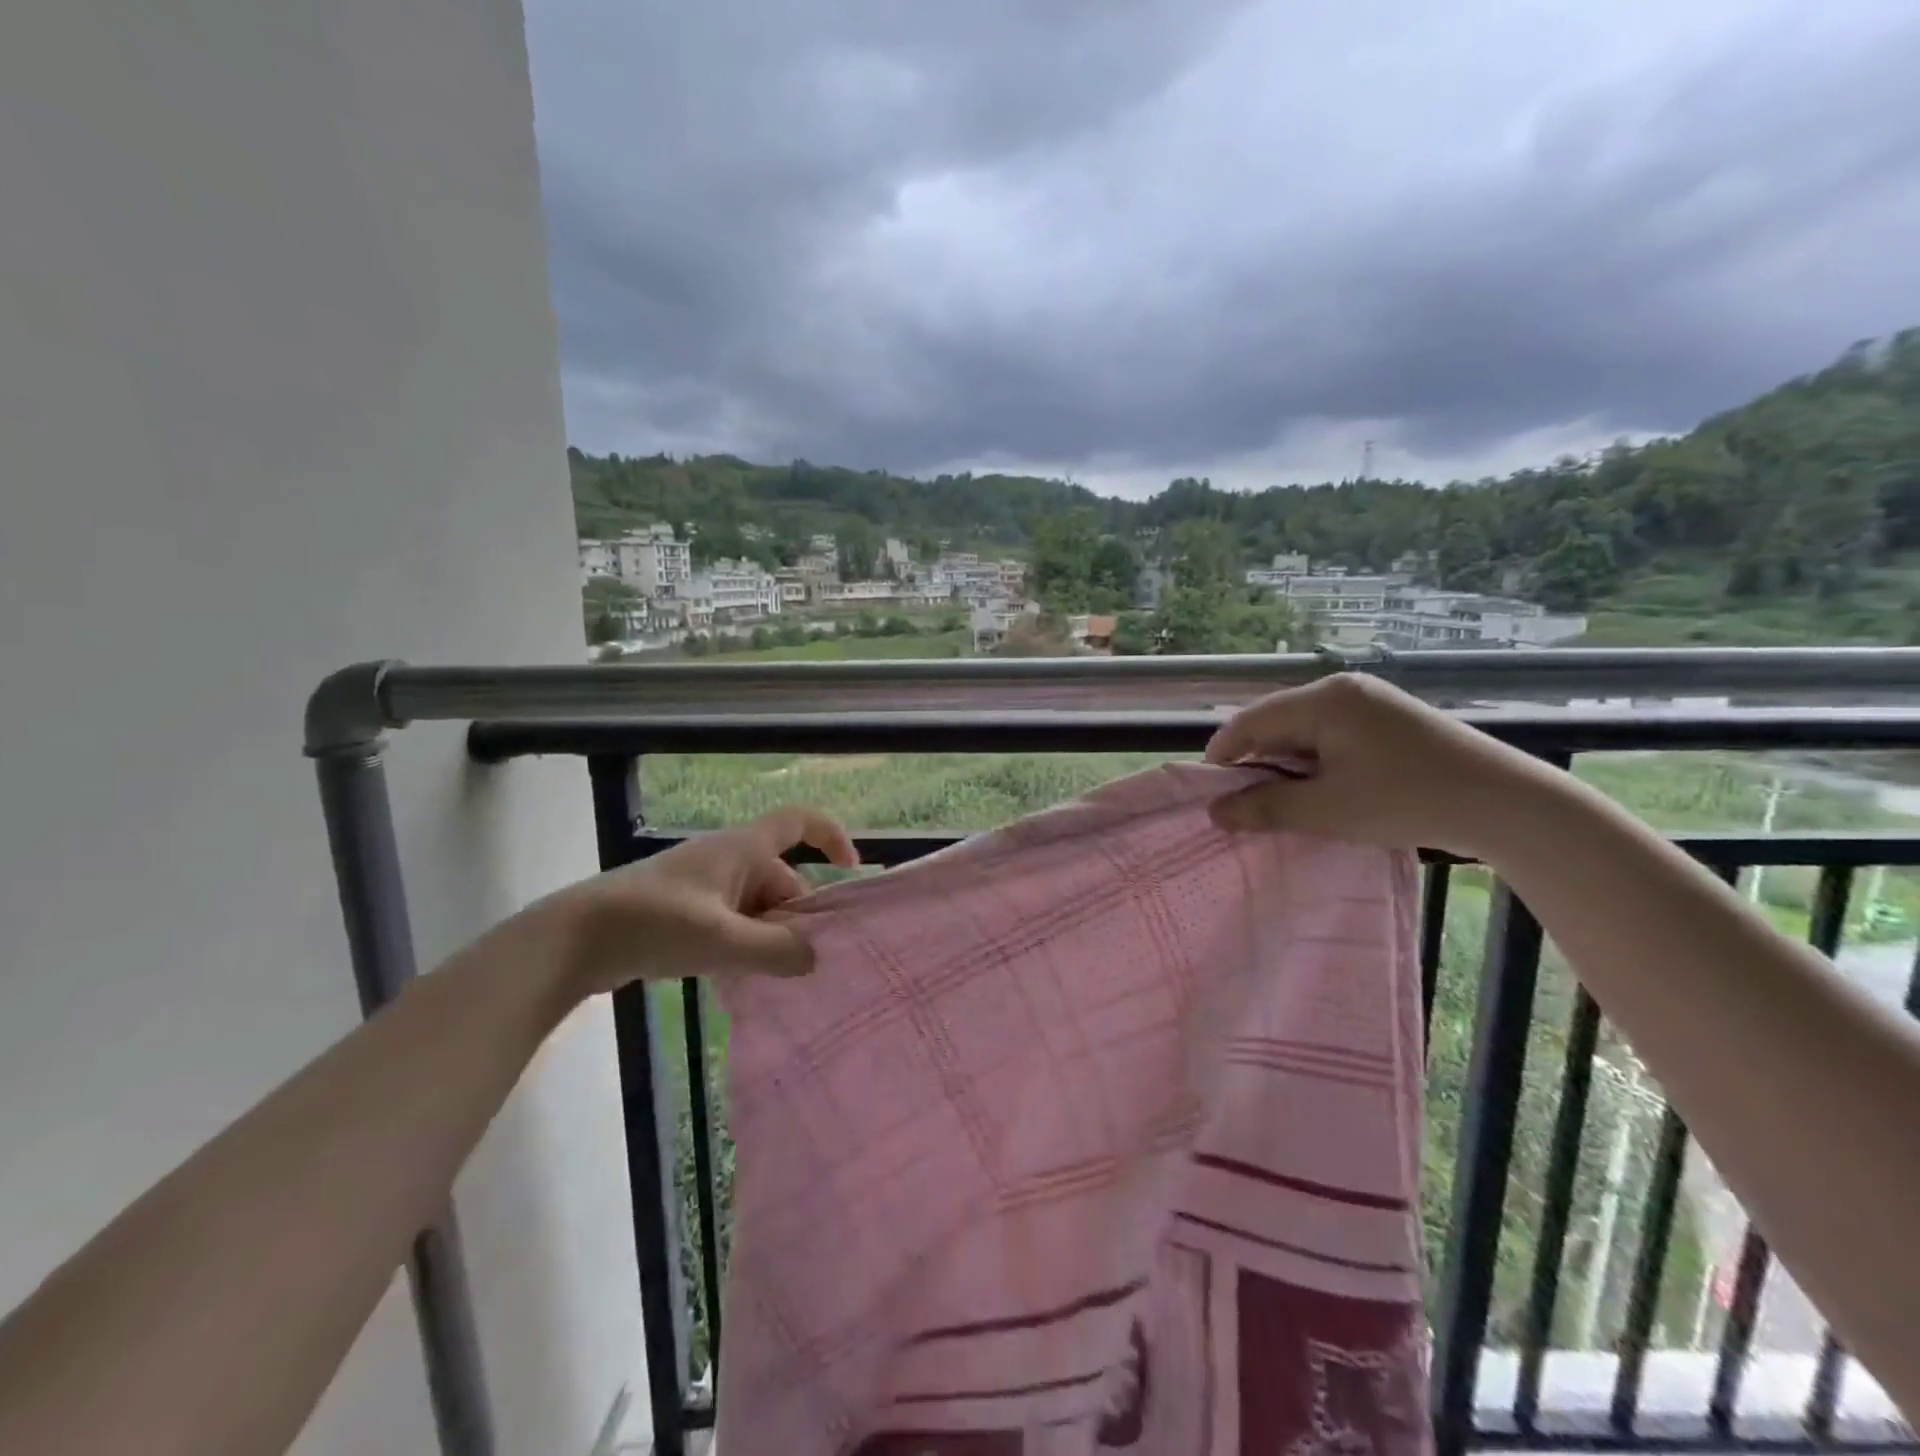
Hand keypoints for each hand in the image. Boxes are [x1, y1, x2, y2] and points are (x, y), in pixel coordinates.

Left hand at [553, 806, 858, 995]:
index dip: (831, 836)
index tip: (850, 872)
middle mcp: (730, 861)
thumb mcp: (722, 939)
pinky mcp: (687, 913)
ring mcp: (707, 888)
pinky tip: (742, 981)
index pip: (800, 821)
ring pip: (758, 908)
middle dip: (797, 918)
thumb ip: (775, 949)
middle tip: (804, 963)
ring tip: (774, 979)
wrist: (576, 939)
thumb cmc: (654, 922)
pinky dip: (745, 947)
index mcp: (743, 849)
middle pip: (783, 880)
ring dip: (769, 938)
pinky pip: (734, 924)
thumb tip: (814, 958)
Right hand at [1203, 673, 1557, 857]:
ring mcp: (1370, 701)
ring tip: (1287, 804)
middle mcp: (1343, 689)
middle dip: (1257, 764)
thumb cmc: (1406, 801)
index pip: (1250, 721)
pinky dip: (1317, 763)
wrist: (1507, 805)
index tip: (1210, 795)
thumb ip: (1265, 808)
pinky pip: (1332, 735)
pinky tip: (1324, 791)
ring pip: (1304, 731)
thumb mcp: (1326, 810)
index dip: (1223, 756)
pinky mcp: (1389, 718)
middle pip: (1276, 723)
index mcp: (1324, 699)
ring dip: (1288, 766)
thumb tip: (1215, 813)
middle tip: (1248, 806)